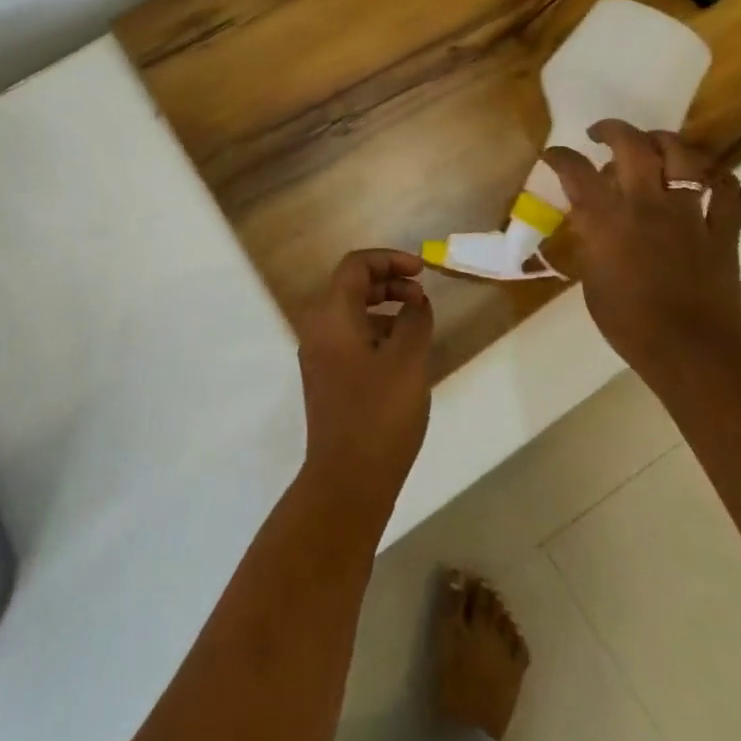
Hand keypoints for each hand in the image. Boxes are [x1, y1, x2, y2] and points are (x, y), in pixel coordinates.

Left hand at [293, 250, 433, 516]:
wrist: (347, 480)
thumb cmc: (379, 414)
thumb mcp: (407, 361)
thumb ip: (414, 320)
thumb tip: (416, 301)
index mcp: (331, 315)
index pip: (356, 266)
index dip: (390, 260)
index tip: (422, 271)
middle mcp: (317, 327)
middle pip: (351, 286)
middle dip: (388, 282)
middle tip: (422, 296)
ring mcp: (319, 354)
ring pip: (350, 312)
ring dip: (383, 306)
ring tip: (417, 323)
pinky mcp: (326, 377)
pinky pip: (350, 336)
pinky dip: (376, 330)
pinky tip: (403, 352)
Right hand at [542, 122, 740, 382]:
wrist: (692, 352)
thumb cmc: (629, 324)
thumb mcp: (592, 279)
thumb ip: (590, 239)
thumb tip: (590, 217)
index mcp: (608, 219)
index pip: (576, 171)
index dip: (560, 156)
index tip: (554, 155)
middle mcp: (648, 204)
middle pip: (632, 145)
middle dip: (613, 130)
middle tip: (601, 134)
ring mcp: (690, 213)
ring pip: (683, 156)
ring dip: (664, 141)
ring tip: (653, 144)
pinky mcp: (723, 230)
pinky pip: (728, 192)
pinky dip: (718, 177)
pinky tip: (707, 176)